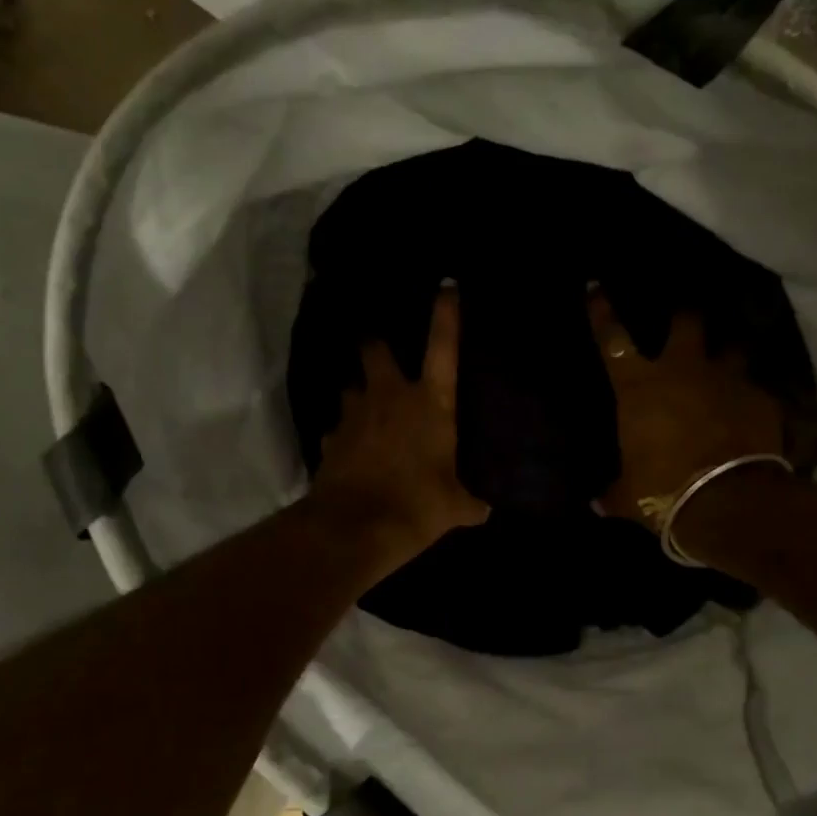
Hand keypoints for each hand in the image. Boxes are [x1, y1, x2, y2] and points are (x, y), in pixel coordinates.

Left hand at [310, 286, 487, 567]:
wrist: (353, 529)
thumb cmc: (416, 505)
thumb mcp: (456, 508)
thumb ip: (472, 502)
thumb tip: (486, 508)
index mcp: (430, 403)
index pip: (443, 347)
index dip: (446, 314)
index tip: (447, 286)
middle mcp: (389, 397)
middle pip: (374, 350)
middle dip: (376, 346)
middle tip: (382, 353)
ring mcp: (354, 415)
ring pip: (352, 387)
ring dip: (360, 394)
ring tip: (368, 409)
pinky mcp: (330, 439)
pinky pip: (338, 428)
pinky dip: (345, 434)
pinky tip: (351, 450)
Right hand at [591, 291, 788, 526]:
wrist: (727, 502)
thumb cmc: (662, 492)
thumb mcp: (627, 496)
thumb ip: (612, 491)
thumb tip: (596, 501)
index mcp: (639, 388)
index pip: (613, 340)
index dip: (602, 312)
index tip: (596, 286)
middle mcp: (683, 371)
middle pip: (686, 324)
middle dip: (685, 317)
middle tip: (685, 317)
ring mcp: (726, 381)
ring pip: (731, 348)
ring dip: (728, 355)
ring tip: (728, 363)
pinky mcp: (761, 399)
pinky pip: (756, 390)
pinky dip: (751, 399)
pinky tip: (753, 413)